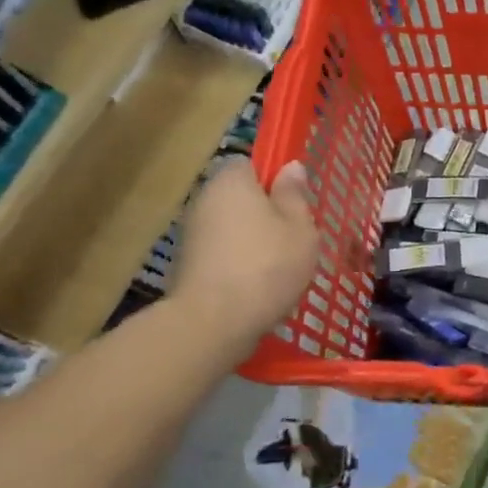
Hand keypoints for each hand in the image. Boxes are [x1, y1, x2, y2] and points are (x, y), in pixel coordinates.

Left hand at [170, 158, 318, 342]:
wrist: (213, 323)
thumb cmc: (267, 265)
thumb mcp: (300, 227)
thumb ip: (295, 194)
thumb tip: (291, 166)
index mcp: (232, 181)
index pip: (251, 164)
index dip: (274, 180)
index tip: (294, 203)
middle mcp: (205, 199)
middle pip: (241, 197)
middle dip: (265, 213)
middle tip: (294, 238)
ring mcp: (192, 234)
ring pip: (232, 228)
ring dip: (252, 241)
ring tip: (279, 267)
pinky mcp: (187, 266)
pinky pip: (222, 254)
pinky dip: (238, 264)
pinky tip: (258, 286)